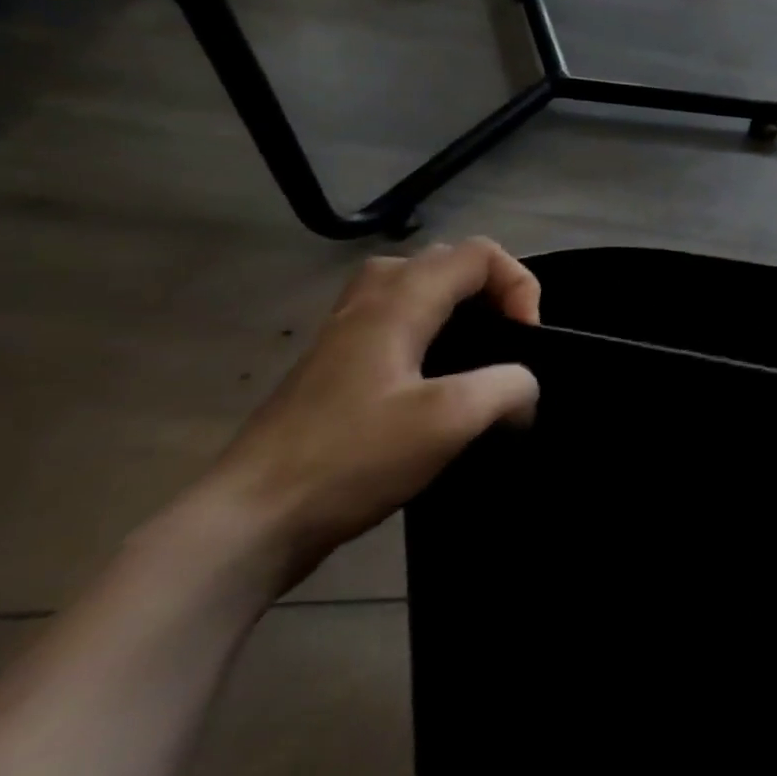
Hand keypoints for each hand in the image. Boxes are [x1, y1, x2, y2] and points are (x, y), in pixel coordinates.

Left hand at [205, 238, 542, 588]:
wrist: (250, 521)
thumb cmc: (353, 458)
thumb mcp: (451, 420)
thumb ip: (509, 387)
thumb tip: (523, 389)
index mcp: (397, 304)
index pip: (478, 254)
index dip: (519, 286)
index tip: (525, 341)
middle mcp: (366, 306)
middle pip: (442, 262)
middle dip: (490, 291)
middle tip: (506, 338)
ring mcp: (344, 339)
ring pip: (413, 292)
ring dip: (459, 312)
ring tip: (479, 356)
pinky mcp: (335, 373)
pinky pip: (394, 327)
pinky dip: (431, 336)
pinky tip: (440, 386)